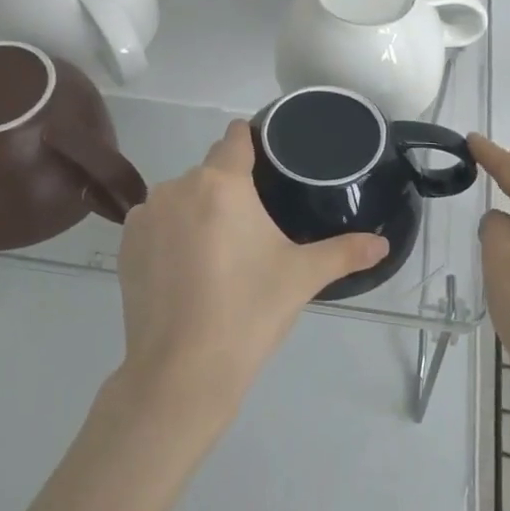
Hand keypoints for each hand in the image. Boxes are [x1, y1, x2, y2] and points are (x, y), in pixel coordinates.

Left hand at [112, 121, 387, 418]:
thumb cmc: (248, 312)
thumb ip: (345, 252)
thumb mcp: (302, 277)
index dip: (253, 142)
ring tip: (219, 254)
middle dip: (230, 190)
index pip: (236, 137)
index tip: (268, 164)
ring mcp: (146, 215)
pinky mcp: (126, 245)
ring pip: (182, 197)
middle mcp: (178, 186)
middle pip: (210, 171)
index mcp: (222, 183)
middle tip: (253, 230)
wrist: (180, 373)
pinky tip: (186, 270)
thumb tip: (383, 244)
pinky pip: (156, 222)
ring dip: (199, 211)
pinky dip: (171, 234)